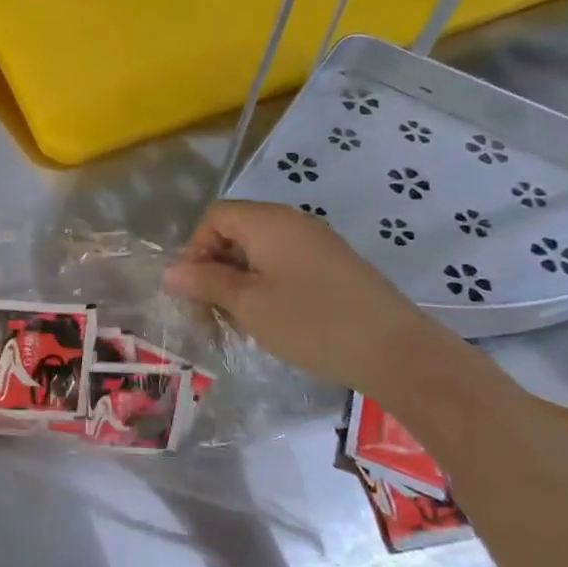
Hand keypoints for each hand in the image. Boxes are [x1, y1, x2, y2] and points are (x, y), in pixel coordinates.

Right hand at [164, 200, 463, 396]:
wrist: (396, 351)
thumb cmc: (311, 322)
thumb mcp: (248, 304)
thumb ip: (207, 283)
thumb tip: (171, 272)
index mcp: (268, 221)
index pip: (215, 216)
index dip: (196, 248)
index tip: (195, 289)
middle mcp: (292, 221)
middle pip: (236, 231)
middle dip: (215, 267)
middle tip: (212, 311)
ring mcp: (317, 242)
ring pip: (260, 250)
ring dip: (240, 280)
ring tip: (240, 320)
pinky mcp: (334, 265)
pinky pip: (285, 263)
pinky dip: (267, 284)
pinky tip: (273, 319)